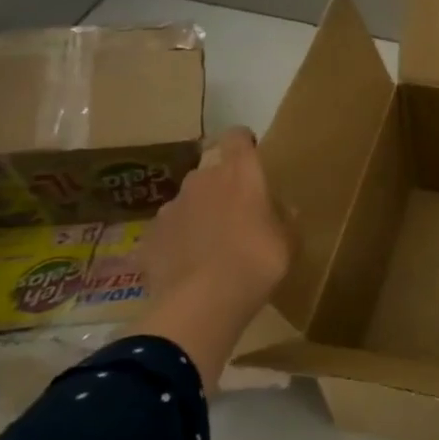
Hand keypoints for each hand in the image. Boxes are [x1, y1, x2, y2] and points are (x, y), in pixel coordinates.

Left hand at [133, 127, 292, 386]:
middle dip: (222, 188)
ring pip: (189, 202)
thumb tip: (282, 209)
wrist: (202, 302)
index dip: (243, 143)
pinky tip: (188, 268)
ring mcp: (171, 208)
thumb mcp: (289, 242)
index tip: (251, 156)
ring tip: (210, 247)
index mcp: (240, 173)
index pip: (237, 137)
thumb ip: (285, 219)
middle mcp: (202, 180)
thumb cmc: (257, 262)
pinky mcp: (149, 236)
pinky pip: (169, 232)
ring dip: (199, 215)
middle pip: (211, 171)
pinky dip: (178, 243)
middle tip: (237, 216)